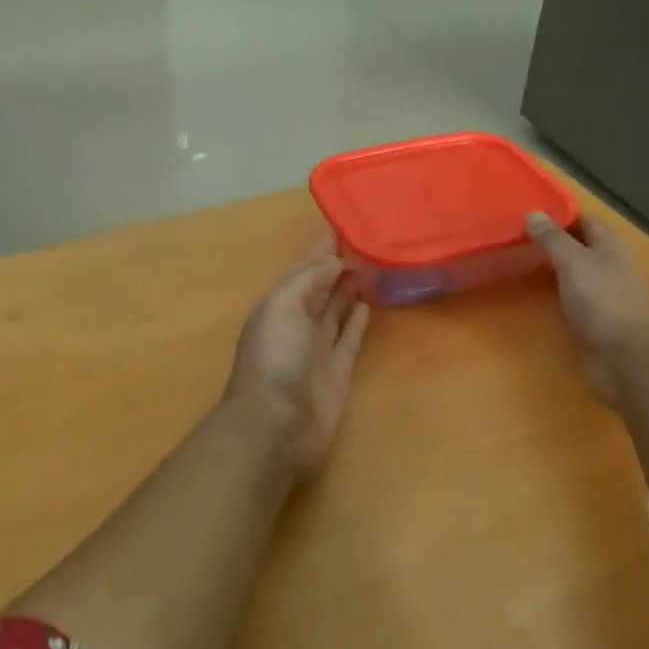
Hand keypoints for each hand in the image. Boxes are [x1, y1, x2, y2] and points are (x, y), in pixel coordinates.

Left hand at [221, 236, 371, 479]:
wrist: (276, 425)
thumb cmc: (275, 358)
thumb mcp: (283, 305)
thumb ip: (308, 279)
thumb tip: (335, 261)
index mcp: (278, 303)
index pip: (303, 268)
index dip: (321, 248)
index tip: (344, 224)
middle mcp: (297, 321)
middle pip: (321, 286)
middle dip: (338, 264)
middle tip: (369, 240)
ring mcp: (318, 347)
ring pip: (337, 309)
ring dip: (350, 288)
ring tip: (374, 264)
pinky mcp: (339, 370)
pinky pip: (351, 337)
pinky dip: (359, 319)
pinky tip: (370, 301)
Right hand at [526, 212, 648, 403]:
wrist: (628, 357)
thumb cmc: (603, 300)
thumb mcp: (573, 261)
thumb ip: (553, 239)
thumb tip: (533, 212)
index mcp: (611, 248)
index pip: (587, 222)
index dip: (564, 215)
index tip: (533, 211)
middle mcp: (612, 268)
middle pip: (584, 248)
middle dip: (558, 241)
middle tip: (521, 236)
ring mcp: (607, 297)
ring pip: (579, 274)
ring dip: (557, 269)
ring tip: (524, 262)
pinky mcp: (599, 322)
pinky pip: (576, 300)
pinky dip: (559, 294)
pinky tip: (540, 296)